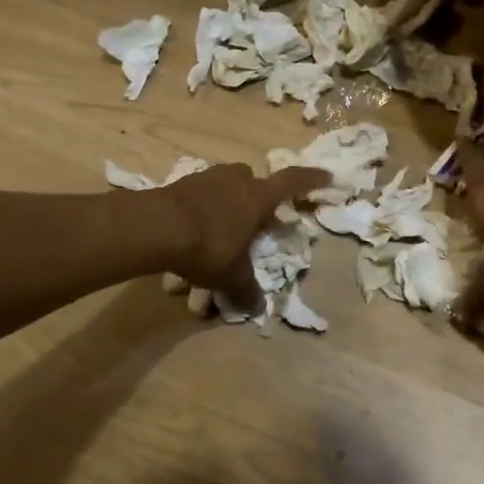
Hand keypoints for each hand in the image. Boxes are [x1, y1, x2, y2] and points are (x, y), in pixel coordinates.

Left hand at [160, 163, 330, 314]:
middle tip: (255, 218)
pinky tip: (196, 226)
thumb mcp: (231, 275)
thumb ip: (246, 290)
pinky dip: (204, 205)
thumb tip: (258, 308)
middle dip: (257, 196)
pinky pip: (201, 191)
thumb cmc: (208, 247)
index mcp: (258, 197)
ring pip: (226, 183)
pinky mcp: (182, 183)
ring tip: (223, 225)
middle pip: (254, 181)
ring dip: (229, 199)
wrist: (156, 226)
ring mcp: (208, 177)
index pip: (292, 182)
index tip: (326, 175)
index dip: (311, 179)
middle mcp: (236, 180)